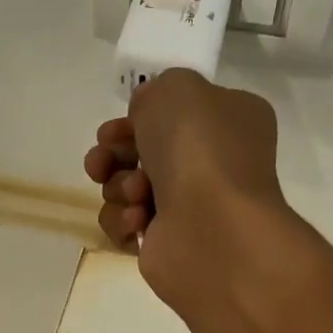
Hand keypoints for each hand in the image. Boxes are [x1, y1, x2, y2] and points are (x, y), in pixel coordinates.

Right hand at [83, 68, 290, 309]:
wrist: (210, 227)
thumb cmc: (200, 149)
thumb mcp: (176, 88)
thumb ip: (154, 92)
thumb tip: (145, 117)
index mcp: (229, 121)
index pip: (174, 114)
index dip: (137, 118)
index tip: (115, 127)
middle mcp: (214, 164)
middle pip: (143, 152)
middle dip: (115, 154)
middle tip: (103, 161)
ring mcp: (191, 208)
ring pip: (129, 189)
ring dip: (119, 186)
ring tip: (135, 193)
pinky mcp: (168, 244)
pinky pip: (127, 226)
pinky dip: (124, 220)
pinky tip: (138, 220)